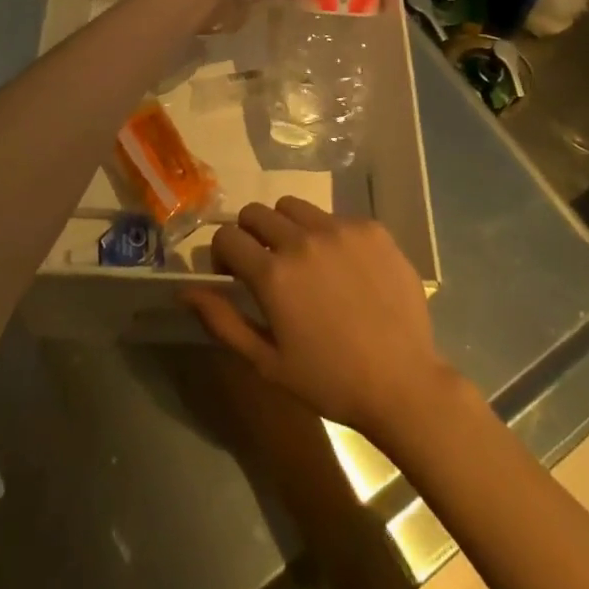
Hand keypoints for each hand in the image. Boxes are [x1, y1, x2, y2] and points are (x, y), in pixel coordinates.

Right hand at [182, 199, 461, 444]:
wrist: (403, 382)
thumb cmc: (329, 380)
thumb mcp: (267, 362)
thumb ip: (222, 320)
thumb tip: (184, 290)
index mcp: (273, 274)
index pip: (227, 237)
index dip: (222, 255)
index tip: (233, 275)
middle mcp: (302, 239)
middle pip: (257, 212)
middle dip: (250, 234)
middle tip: (265, 265)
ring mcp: (340, 229)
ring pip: (294, 206)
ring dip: (286, 226)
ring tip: (303, 260)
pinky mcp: (371, 228)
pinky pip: (335, 217)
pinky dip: (328, 235)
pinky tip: (344, 268)